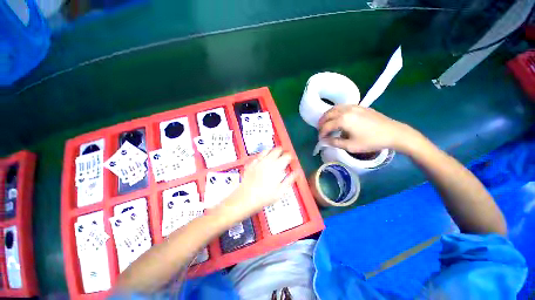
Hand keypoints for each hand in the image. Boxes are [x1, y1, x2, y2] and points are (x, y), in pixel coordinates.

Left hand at [217, 147, 296, 222]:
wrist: (245, 198)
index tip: (291, 159)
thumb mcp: (280, 191)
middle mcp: (267, 162)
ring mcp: (258, 162)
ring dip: (272, 150)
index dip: (290, 157)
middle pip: (277, 150)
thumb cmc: (264, 197)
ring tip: (274, 154)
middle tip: (284, 155)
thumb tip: (296, 173)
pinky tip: (263, 158)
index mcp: (276, 167)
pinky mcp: (251, 164)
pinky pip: (258, 155)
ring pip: (267, 150)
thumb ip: (289, 180)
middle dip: (282, 151)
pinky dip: (262, 154)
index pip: (286, 156)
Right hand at [318, 105, 418, 152]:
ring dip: (327, 116)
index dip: (321, 133)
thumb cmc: (371, 141)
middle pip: (328, 114)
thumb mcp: (351, 146)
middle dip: (322, 123)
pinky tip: (337, 118)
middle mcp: (346, 110)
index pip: (326, 126)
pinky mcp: (359, 106)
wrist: (393, 133)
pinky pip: (342, 107)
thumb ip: (335, 142)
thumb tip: (324, 140)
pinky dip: (335, 112)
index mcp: (343, 120)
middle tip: (321, 131)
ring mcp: (353, 106)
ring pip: (334, 108)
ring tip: (326, 123)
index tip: (321, 139)